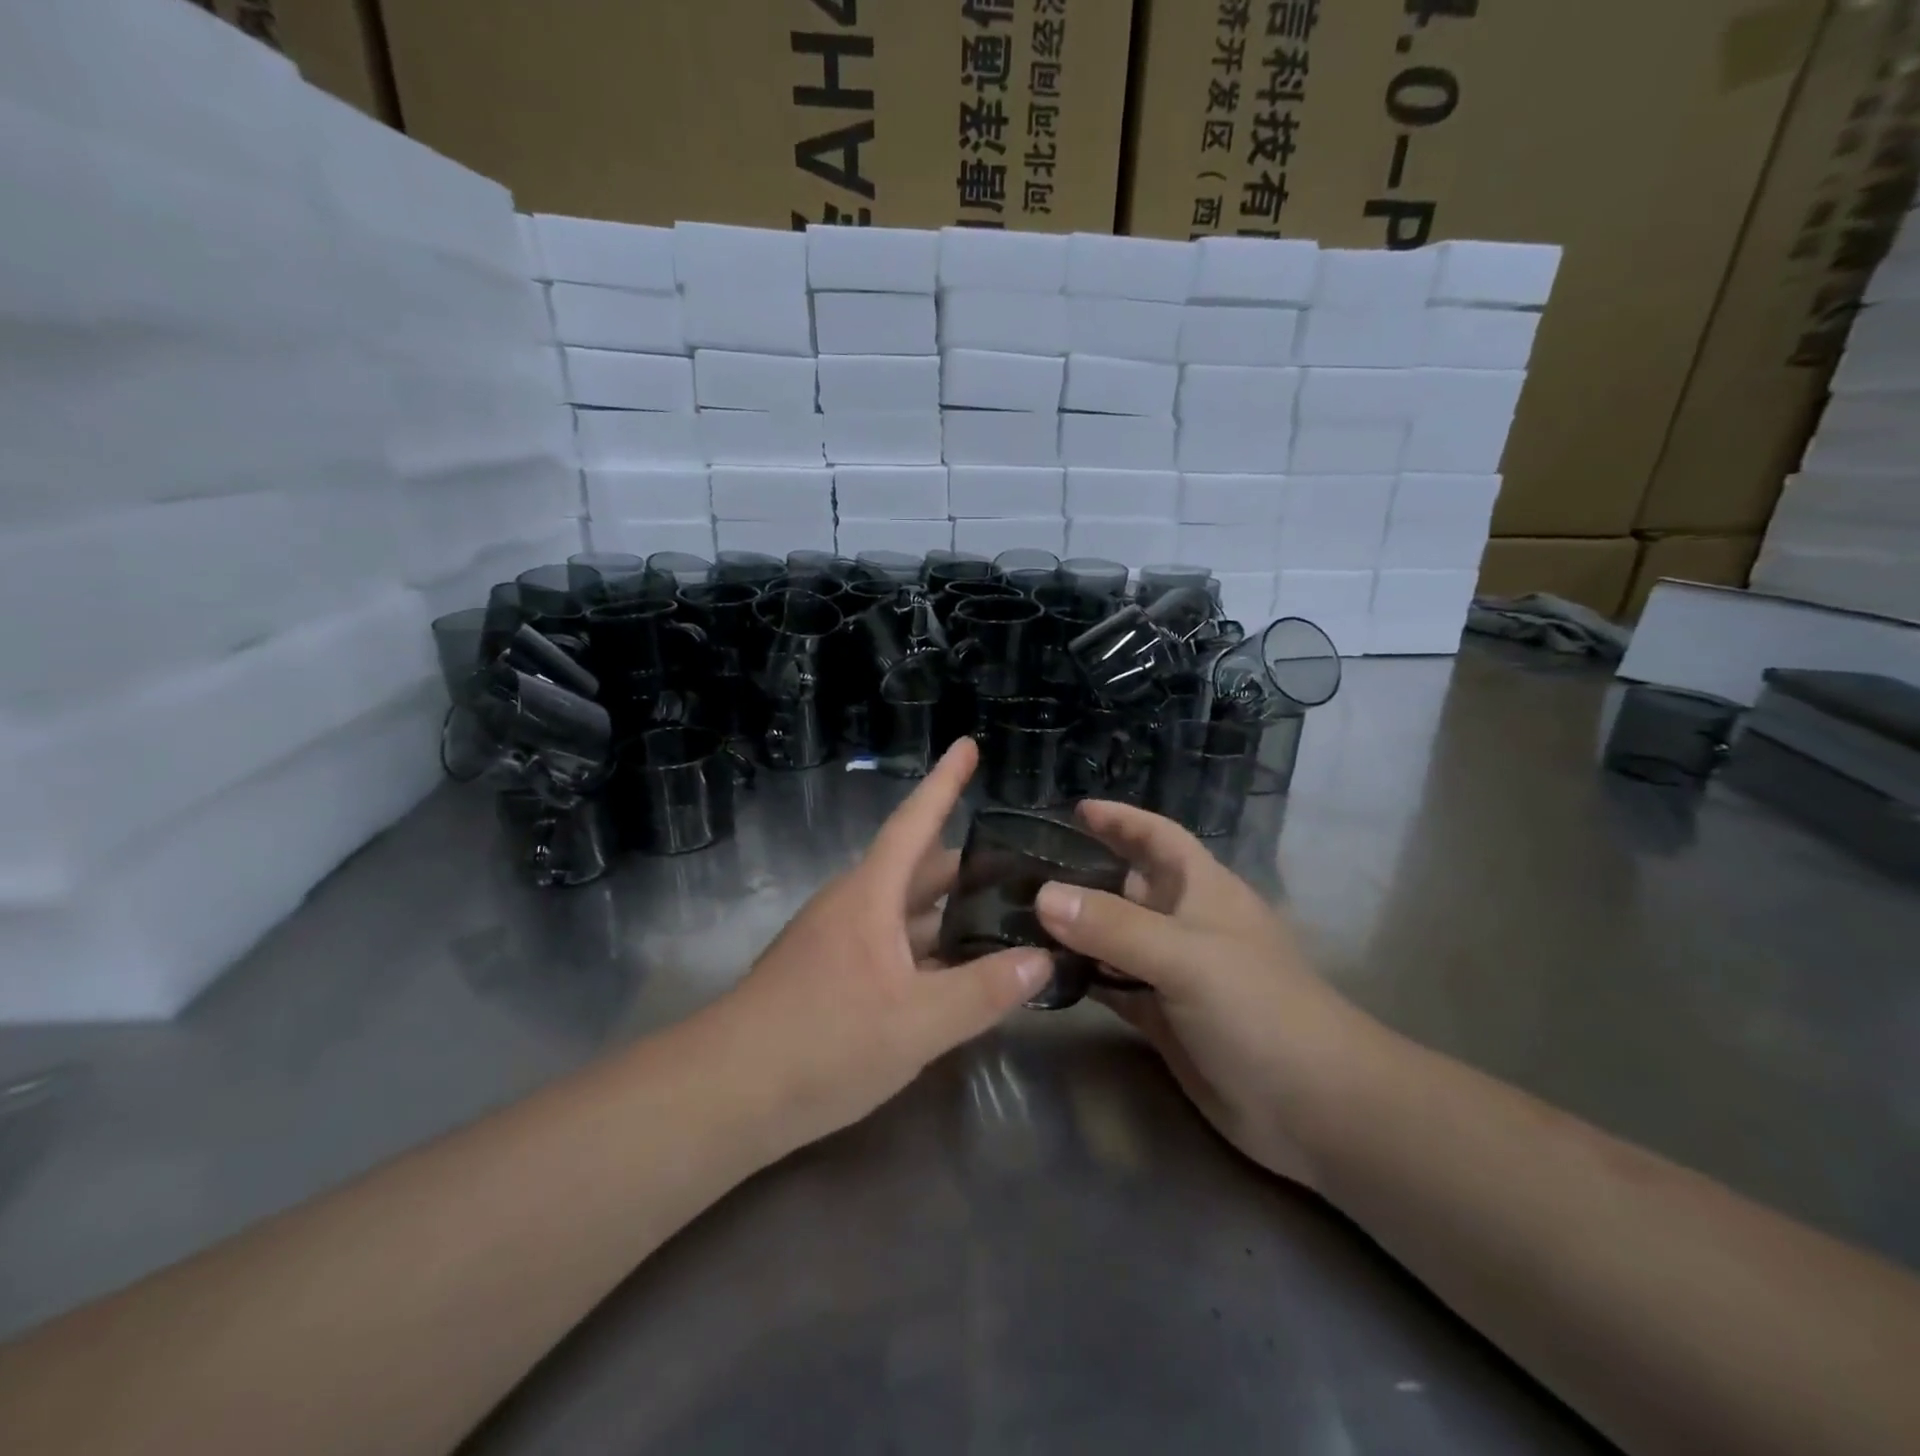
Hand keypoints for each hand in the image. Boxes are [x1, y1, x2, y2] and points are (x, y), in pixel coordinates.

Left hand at [703, 738, 1050, 1157]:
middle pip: (917, 870)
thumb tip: (1042, 960)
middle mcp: (853, 906)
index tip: (968, 744)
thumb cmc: (822, 1044)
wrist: (725, 1095)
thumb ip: (982, 992)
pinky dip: (927, 948)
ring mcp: (837, 941)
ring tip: (1002, 917)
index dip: (945, 782)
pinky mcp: (830, 976)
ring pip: (904, 912)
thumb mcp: (915, 1023)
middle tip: (1022, 866)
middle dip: (967, 865)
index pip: (915, 822)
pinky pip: (891, 946)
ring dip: (948, 911)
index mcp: (870, 896)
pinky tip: (955, 974)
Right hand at [1034, 800, 1377, 1188]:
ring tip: (1018, 918)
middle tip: (1022, 870)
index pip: (1156, 837)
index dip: (1121, 820)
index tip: (1074, 810)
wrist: (1312, 1106)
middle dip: (1082, 874)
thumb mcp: (1186, 956)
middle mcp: (1184, 923)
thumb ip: (1114, 925)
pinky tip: (1045, 974)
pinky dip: (1083, 978)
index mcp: (1201, 889)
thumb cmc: (1258, 1009)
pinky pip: (1112, 986)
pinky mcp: (1162, 1017)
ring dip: (1075, 929)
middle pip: (1126, 886)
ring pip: (1114, 938)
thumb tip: (1042, 895)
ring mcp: (1173, 973)